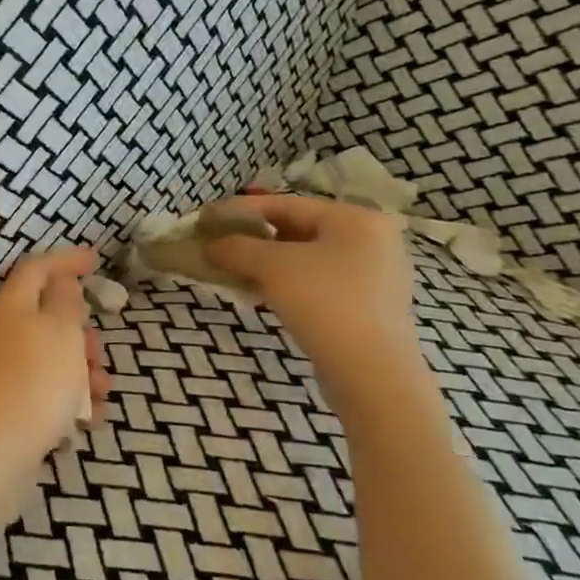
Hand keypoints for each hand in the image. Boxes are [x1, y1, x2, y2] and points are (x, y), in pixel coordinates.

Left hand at [0, 248, 111, 482]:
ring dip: (81, 367)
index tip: (95, 259)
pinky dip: (70, 397)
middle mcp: (1, 333)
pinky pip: (45, 390)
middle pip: (45, 316)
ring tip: (103, 389)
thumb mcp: (61, 330)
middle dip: (79, 329)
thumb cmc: (34, 380)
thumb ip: (66, 301)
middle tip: (100, 348)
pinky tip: (90, 417)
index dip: (65, 260)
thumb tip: (60, 282)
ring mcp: (1, 370)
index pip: (36, 268)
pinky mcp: (7, 405)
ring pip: (49, 356)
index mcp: (11, 305)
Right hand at [203, 195, 425, 394]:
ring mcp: (373, 276)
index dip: (240, 210)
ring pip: (306, 259)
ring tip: (231, 271)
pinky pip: (317, 283)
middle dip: (252, 239)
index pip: (286, 204)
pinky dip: (285, 284)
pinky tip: (259, 294)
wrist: (372, 375)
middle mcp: (371, 240)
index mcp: (356, 219)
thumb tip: (209, 245)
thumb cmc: (324, 303)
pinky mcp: (367, 307)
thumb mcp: (272, 266)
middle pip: (297, 230)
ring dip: (265, 264)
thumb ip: (236, 248)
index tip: (206, 218)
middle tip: (217, 246)